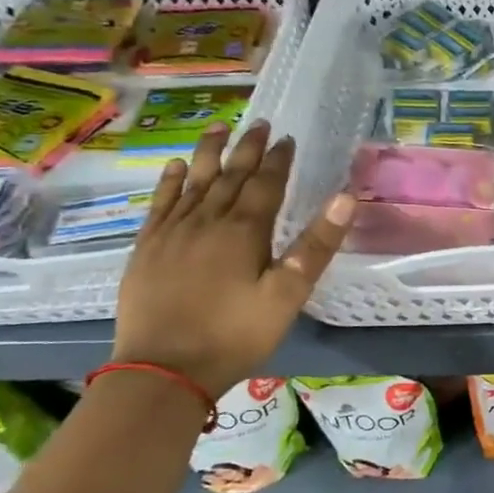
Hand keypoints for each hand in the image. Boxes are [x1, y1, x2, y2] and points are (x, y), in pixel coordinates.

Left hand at [111, 121, 354, 396]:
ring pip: (194, 181)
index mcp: (244, 230)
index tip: (287, 138)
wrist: (163, 370)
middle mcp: (207, 220)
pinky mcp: (147, 248)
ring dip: (209, 153)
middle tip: (258, 123)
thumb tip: (346, 198)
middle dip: (247, 148)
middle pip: (230, 175)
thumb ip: (317, 245)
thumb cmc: (235, 334)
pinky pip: (161, 203)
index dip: (278, 159)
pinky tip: (175, 167)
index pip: (266, 184)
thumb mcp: (288, 295)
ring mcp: (172, 232)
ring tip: (219, 128)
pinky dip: (170, 181)